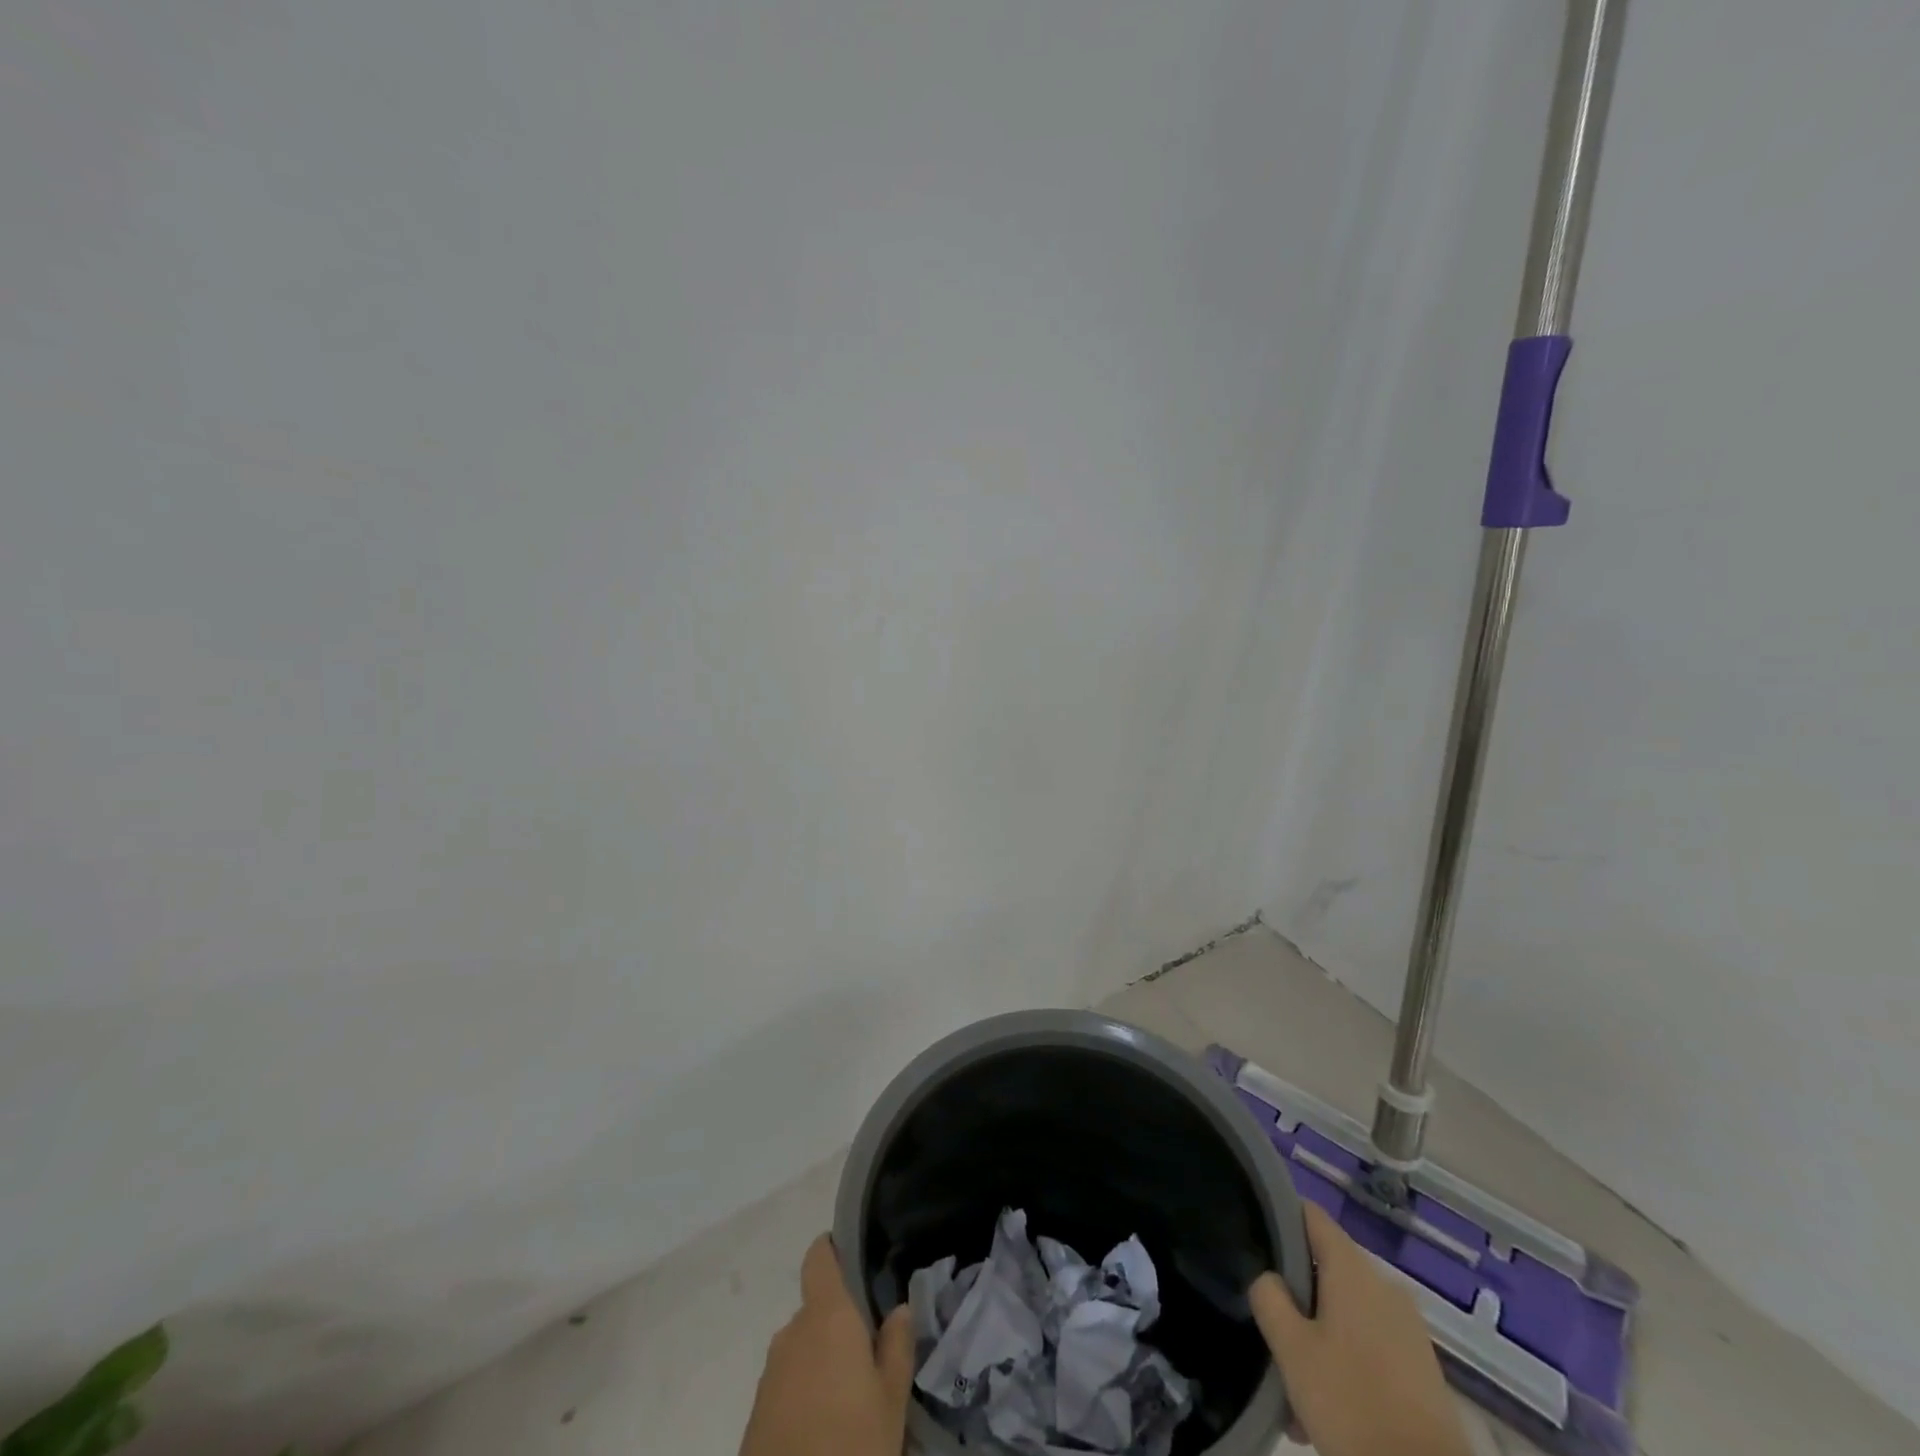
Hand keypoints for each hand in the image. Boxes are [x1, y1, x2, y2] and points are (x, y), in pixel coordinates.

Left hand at [739, 1235, 915, 1455]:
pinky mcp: (756, 1414)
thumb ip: (897, 1346)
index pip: (819, 1258)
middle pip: (816, 1311)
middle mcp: (792, 1333)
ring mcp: (769, 1374)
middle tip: (869, 1357)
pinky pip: (787, 1385)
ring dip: (822, 1363)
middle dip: (839, 1327)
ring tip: (850, 1400)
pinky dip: (805, 1395)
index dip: (833, 1251)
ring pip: (802, 1351)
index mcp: (826, 1316)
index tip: (854, 1260)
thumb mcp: (892, 1400)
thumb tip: (899, 1308)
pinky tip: (825, 1428)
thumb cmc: (852, 1445)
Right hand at [1249, 1203, 1473, 1455]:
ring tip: (1294, 1381)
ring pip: (1345, 1312)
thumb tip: (1269, 1276)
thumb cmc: (1352, 1402)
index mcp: (1352, 1269)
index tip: (1255, 1238)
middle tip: (1271, 1330)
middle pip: (1325, 1269)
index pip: (1310, 1214)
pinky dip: (1344, 1359)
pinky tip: (1326, 1402)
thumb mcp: (1291, 1349)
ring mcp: (1406, 1327)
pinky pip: (1368, 1343)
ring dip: (1317, 1335)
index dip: (1279, 1216)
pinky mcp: (1420, 1366)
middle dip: (1296, 1296)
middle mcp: (1383, 1285)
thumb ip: (1269, 1298)